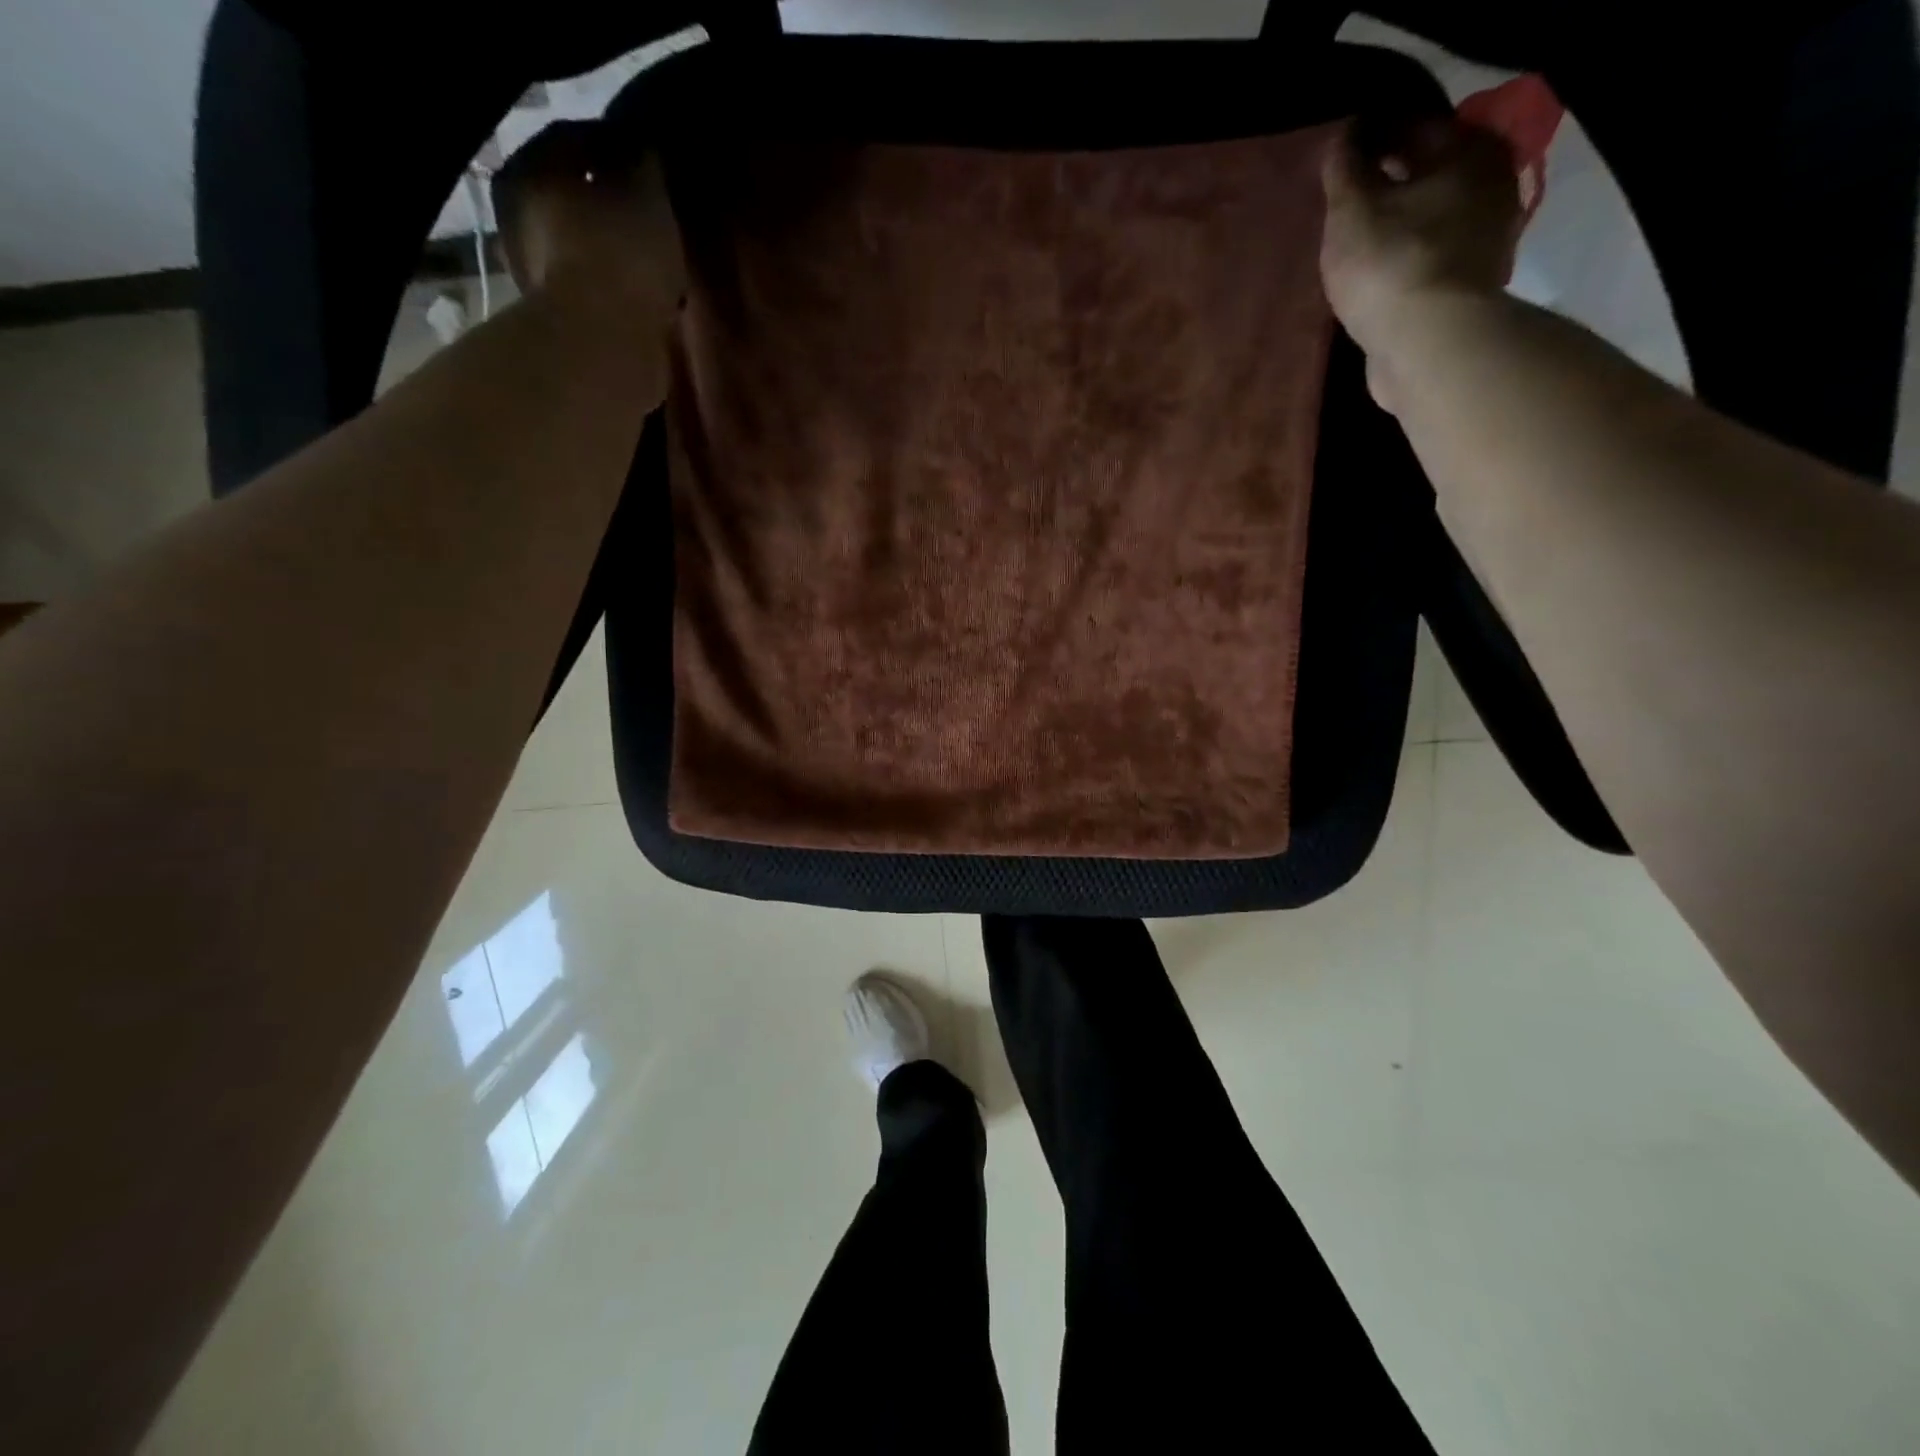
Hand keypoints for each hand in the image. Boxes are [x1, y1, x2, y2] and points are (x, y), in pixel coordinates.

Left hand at [492, 120, 685, 326]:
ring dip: (620, 248)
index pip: (576, 137)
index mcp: (529, 169)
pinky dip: (622, 285)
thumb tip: (643, 148)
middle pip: (576, 194)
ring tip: (659, 254)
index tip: (653, 160)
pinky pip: (600, 286)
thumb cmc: (621, 255)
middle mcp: (520, 214)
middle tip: (657, 208)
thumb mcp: (645, 191)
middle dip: (615, 201)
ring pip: (588, 243)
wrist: (606, 344)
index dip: (619, 145)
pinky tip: (651, 291)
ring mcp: (539, 271)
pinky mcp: (565, 317)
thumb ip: (644, 161)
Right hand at [1320, 117, 1522, 406]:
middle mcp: (1490, 182)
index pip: (1411, 125)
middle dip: (1388, 180)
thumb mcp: (1351, 210)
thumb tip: (1343, 137)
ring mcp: (1486, 236)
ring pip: (1430, 215)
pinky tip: (1377, 269)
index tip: (1338, 157)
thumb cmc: (1390, 264)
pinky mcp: (1470, 283)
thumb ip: (1344, 169)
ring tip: (1356, 238)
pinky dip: (1405, 255)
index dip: (1370, 137)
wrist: (1429, 344)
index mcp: (1469, 149)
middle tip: (1344, 198)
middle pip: (1427, 171)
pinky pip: (1430, 254)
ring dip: (1397, 221)